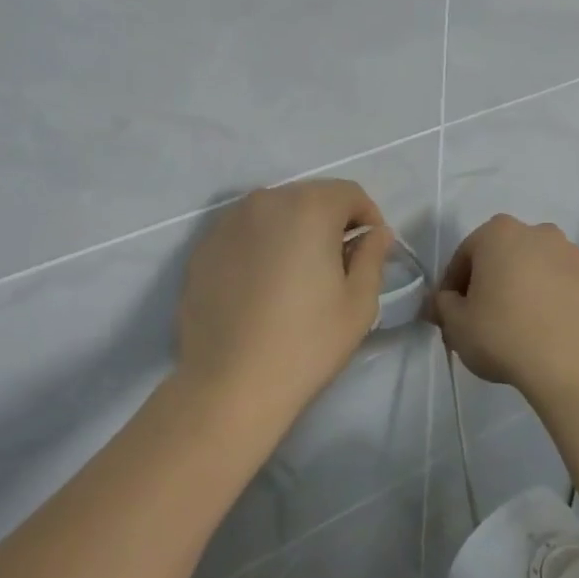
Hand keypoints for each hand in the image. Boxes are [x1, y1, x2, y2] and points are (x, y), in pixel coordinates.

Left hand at [176, 179, 393, 429]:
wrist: (230, 384)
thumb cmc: (306, 343)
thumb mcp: (358, 303)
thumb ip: (371, 256)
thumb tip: (375, 233)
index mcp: (308, 208)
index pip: (349, 193)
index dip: (367, 218)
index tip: (370, 251)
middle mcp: (264, 201)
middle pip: (309, 198)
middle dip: (329, 222)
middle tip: (336, 265)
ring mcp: (226, 223)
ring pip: (273, 213)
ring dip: (292, 232)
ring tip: (296, 276)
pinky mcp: (202, 248)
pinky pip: (243, 234)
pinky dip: (259, 247)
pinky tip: (261, 287)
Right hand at [431, 215, 578, 399]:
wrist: (572, 365)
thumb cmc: (502, 335)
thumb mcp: (455, 324)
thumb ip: (442, 305)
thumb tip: (443, 301)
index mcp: (499, 234)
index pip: (465, 255)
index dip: (453, 285)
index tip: (451, 313)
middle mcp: (541, 233)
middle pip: (506, 256)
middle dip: (494, 281)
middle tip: (484, 318)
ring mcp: (577, 257)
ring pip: (541, 270)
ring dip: (529, 289)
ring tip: (522, 327)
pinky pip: (570, 290)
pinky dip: (559, 304)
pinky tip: (552, 333)